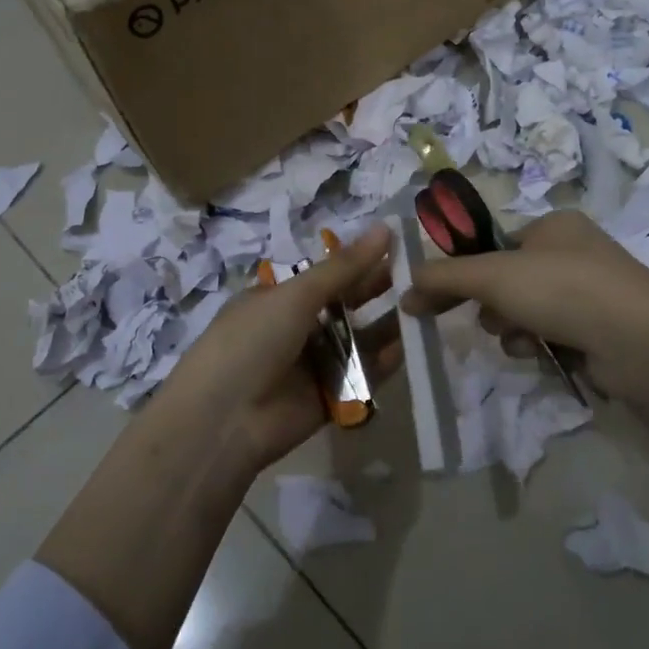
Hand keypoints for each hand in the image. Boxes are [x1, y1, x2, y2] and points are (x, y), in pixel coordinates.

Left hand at [159, 223, 398, 475]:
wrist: (224, 421)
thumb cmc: (252, 341)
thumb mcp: (295, 295)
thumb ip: (344, 267)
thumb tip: (385, 228)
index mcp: (280, 297)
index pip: (328, 273)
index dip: (360, 260)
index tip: (399, 245)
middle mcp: (297, 327)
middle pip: (346, 304)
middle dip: (378, 289)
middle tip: (421, 275)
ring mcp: (314, 363)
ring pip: (359, 339)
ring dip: (387, 325)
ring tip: (424, 306)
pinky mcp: (330, 397)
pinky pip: (362, 375)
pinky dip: (384, 362)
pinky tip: (410, 346)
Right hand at [400, 210, 648, 408]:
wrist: (641, 340)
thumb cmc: (564, 289)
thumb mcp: (494, 275)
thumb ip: (445, 277)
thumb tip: (405, 289)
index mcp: (553, 225)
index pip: (493, 244)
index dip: (464, 269)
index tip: (436, 295)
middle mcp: (571, 252)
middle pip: (506, 280)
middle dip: (492, 304)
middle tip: (490, 316)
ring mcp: (588, 292)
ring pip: (523, 311)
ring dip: (512, 328)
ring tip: (523, 338)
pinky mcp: (597, 330)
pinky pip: (548, 334)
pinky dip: (538, 344)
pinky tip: (543, 353)